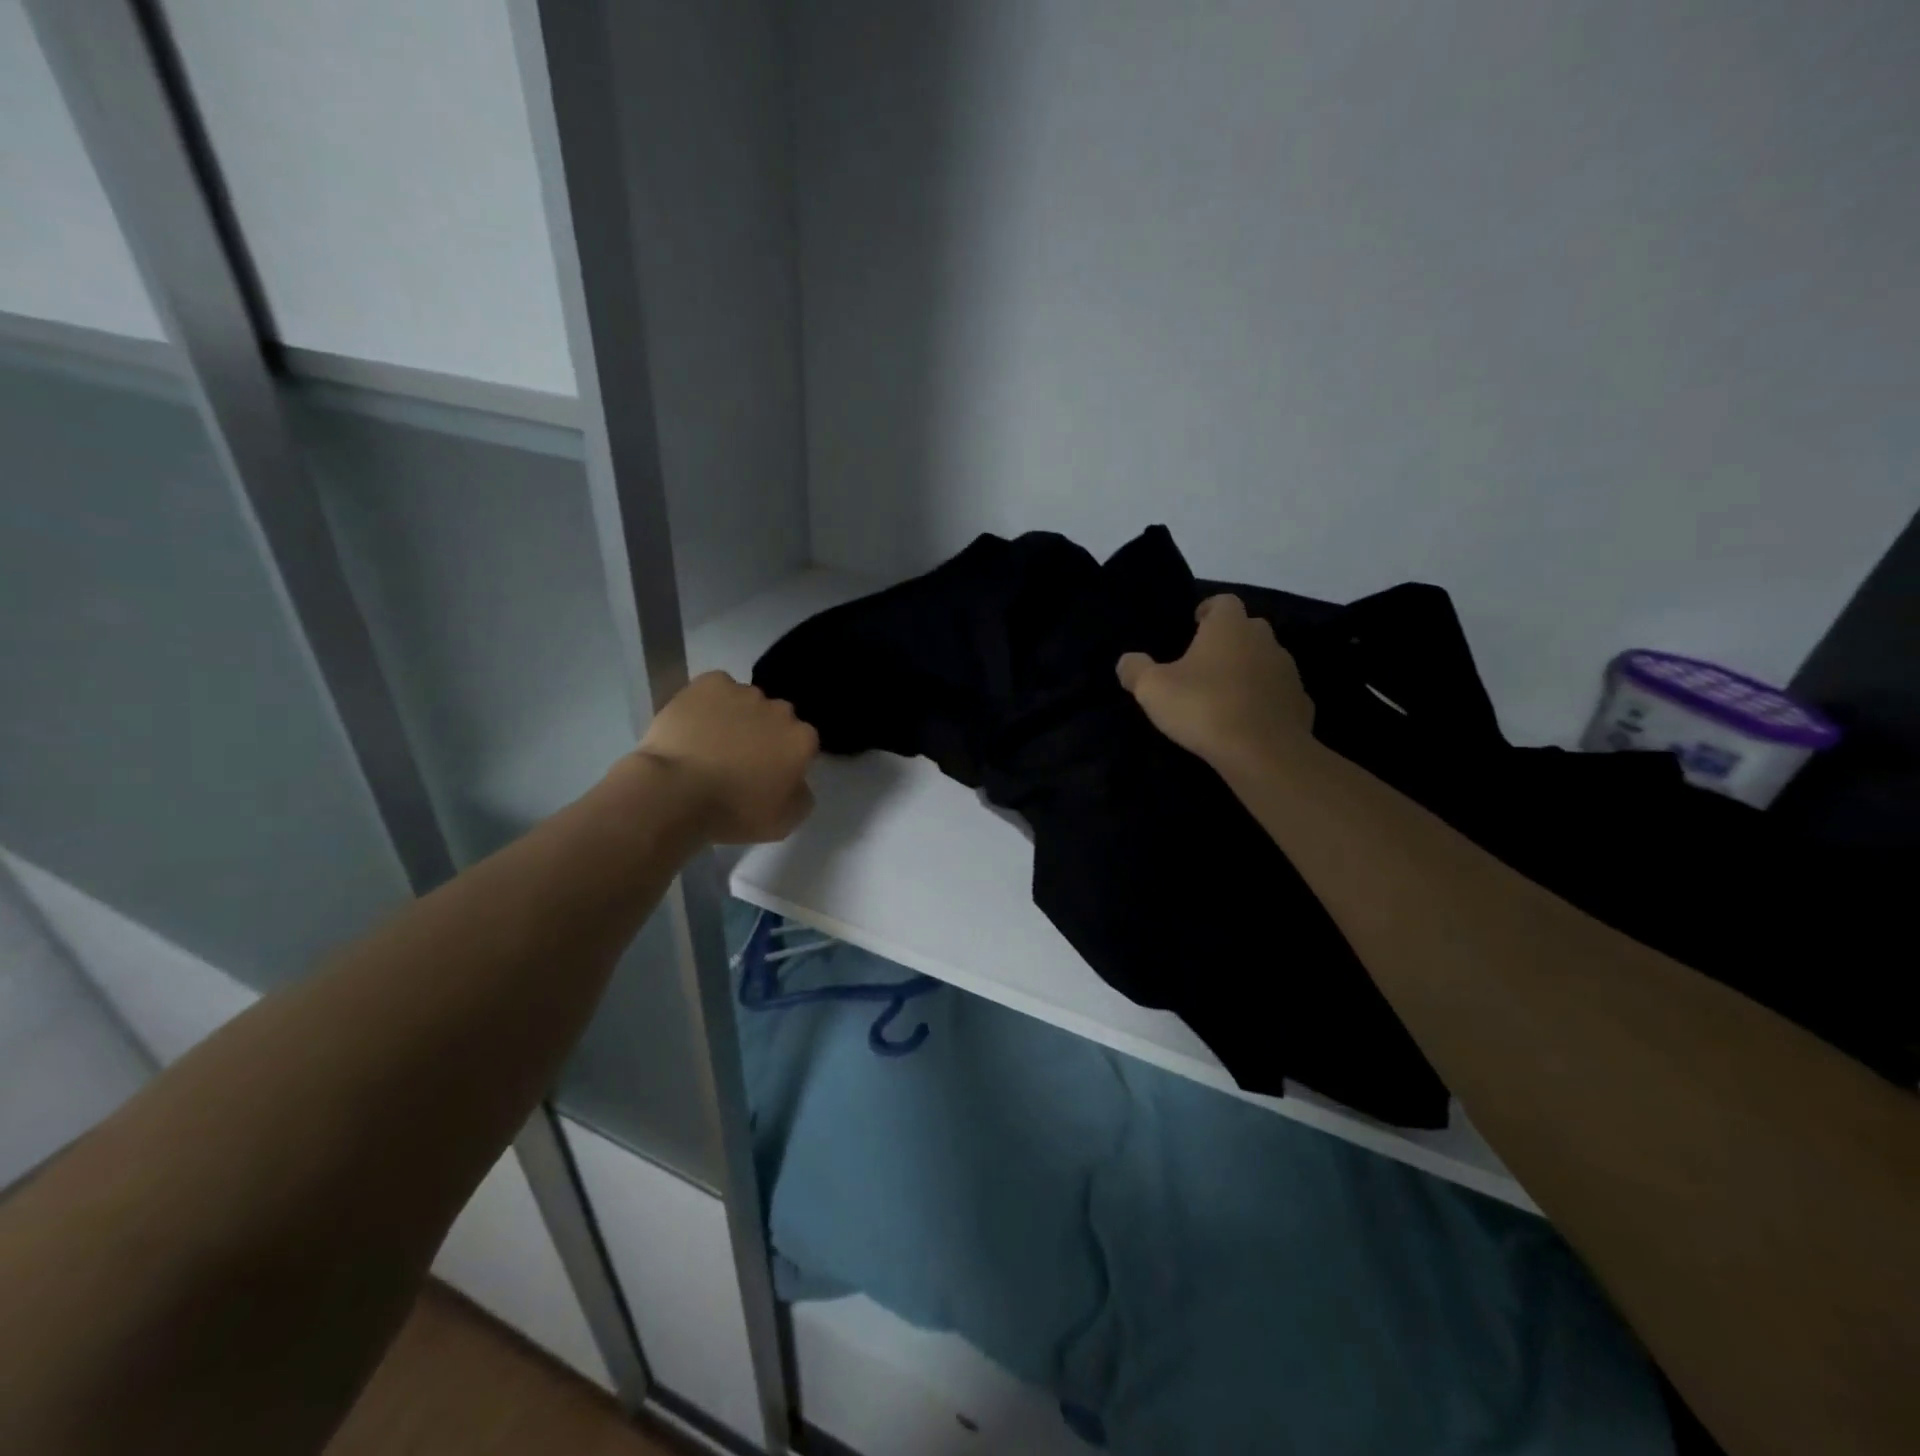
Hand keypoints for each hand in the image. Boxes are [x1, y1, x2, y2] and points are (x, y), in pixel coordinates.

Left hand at [634, 671, 818, 842]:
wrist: (677, 792)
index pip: (802, 743)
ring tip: (710, 742)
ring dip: (737, 716)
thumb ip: (801, 797)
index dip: (785, 758)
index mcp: (802, 740)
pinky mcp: (709, 683)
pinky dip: (709, 702)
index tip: (767, 774)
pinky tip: (694, 723)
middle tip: (740, 759)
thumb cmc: (734, 811)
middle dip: (764, 733)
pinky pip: (716, 688)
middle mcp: (780, 709)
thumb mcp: (783, 821)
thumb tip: (798, 782)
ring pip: (746, 701)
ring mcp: (744, 692)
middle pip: (777, 718)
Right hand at [1117, 595, 1314, 772]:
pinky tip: (1246, 721)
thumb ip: (1135, 669)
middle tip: (1203, 664)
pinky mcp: (1300, 703)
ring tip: (1223, 696)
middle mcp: (1264, 639)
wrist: (1263, 752)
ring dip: (1247, 671)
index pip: (1222, 602)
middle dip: (1227, 641)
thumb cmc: (1204, 708)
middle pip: (1246, 629)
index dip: (1207, 610)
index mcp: (1229, 627)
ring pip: (1264, 661)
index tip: (1193, 626)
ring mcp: (1288, 671)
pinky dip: (1264, 701)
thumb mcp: (1152, 689)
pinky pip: (1278, 694)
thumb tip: (1127, 661)